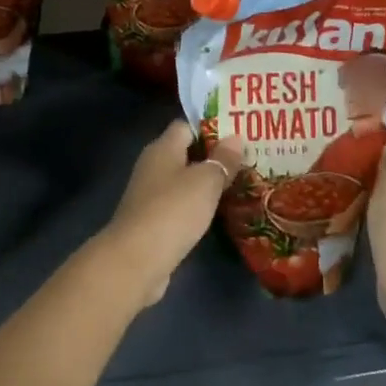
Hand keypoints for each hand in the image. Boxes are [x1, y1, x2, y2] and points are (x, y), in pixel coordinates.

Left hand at [98, 121, 244, 307]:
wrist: (136, 260)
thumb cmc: (173, 210)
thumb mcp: (205, 181)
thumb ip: (222, 159)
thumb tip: (235, 137)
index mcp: (162, 148)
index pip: (186, 126)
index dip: (211, 127)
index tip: (239, 132)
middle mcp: (153, 166)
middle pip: (185, 153)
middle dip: (214, 156)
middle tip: (248, 158)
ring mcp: (150, 194)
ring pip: (183, 181)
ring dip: (206, 183)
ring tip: (240, 183)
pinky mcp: (152, 221)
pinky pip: (179, 204)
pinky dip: (197, 206)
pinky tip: (218, 212)